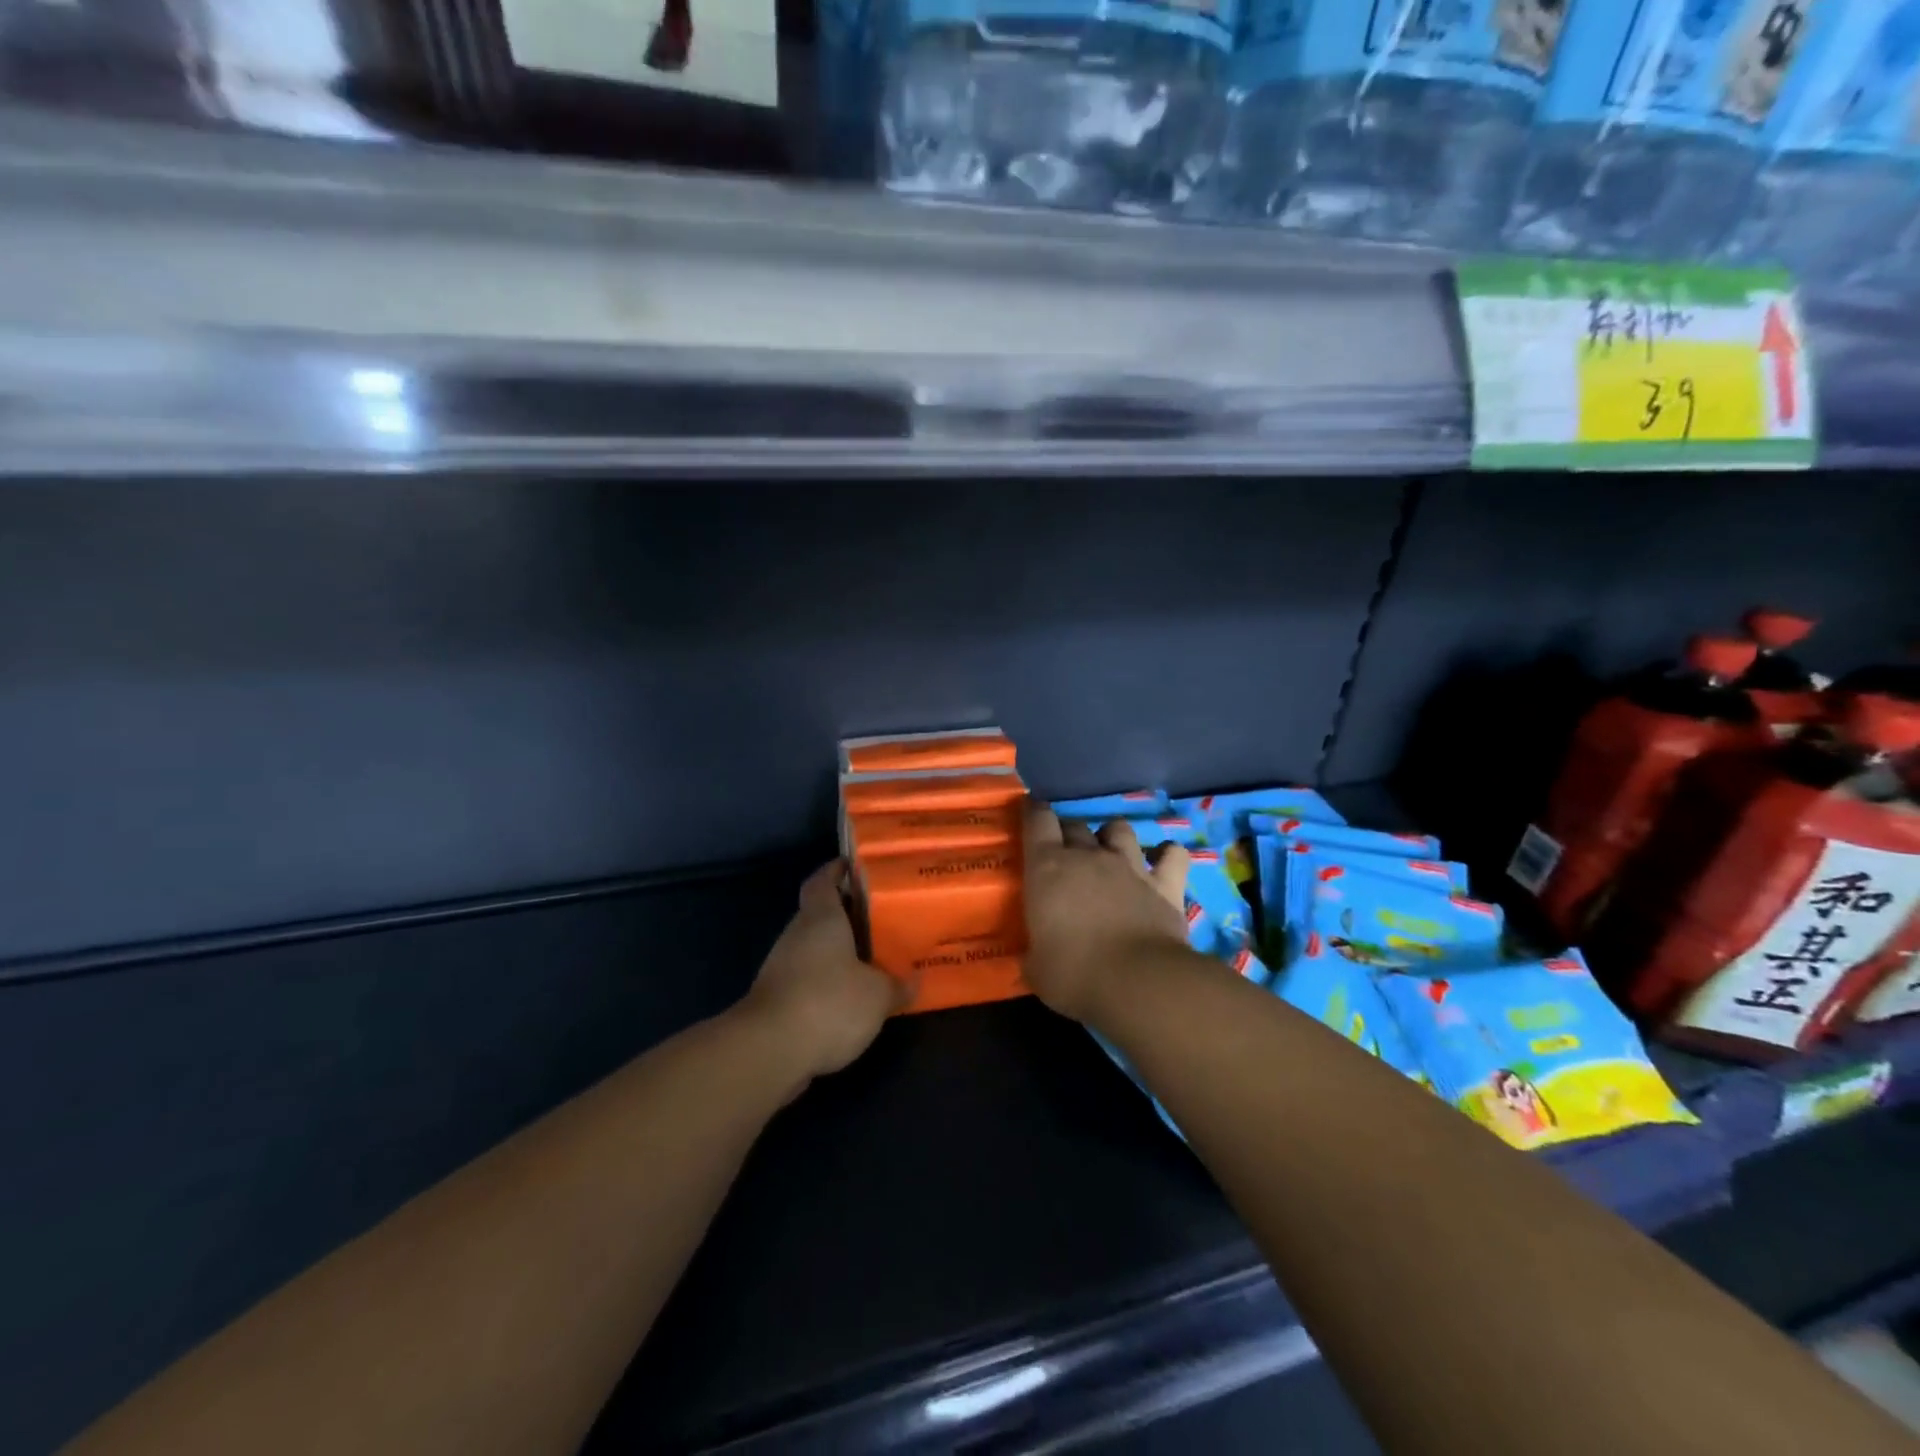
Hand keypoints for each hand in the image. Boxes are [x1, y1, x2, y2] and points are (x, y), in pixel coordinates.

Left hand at [739, 860, 903, 1082]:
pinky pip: (806, 980)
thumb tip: (915, 981)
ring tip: (871, 961)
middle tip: (880, 920)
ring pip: (813, 949)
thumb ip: (897, 986)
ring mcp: (781, 968)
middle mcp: (797, 935)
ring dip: (836, 953)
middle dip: (847, 916)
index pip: (822, 880)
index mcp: (821, 918)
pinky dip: (825, 984)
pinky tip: (849, 1000)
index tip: (856, 867)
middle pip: (819, 914)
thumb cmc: (829, 1003)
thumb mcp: (877, 996)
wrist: (769, 1051)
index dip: (836, 870)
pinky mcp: (775, 1000)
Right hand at [1022, 801, 1191, 1022]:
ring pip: (1120, 829)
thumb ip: (1032, 954)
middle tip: (1064, 849)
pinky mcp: (1165, 884)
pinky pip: (1172, 855)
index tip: (1031, 807)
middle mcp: (1088, 856)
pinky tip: (1163, 861)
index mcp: (1048, 868)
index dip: (1033, 810)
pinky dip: (1167, 854)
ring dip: (1112, 835)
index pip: (1037, 821)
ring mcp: (1130, 866)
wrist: (1139, 982)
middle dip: (1068, 831)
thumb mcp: (1036, 969)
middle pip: (1076, 824)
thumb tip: (1031, 957)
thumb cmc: (1074, 974)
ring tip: (1110, 850)